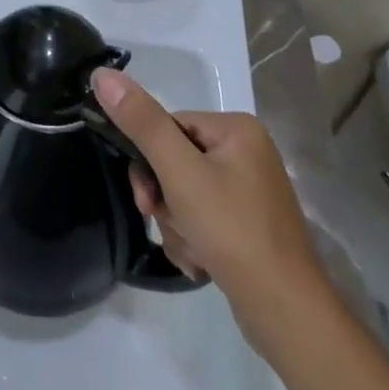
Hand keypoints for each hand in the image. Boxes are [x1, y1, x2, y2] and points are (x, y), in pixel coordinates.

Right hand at [93, 70, 324, 352]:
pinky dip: (194, 239)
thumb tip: (102, 75)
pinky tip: (202, 262)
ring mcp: (250, 191)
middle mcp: (247, 153)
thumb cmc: (233, 232)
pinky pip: (202, 218)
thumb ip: (141, 122)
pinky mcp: (248, 225)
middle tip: (168, 222)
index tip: (146, 198)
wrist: (286, 314)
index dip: (149, 161)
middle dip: (165, 199)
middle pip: (175, 162)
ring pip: (184, 194)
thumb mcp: (179, 172)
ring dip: (176, 224)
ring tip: (193, 251)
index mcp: (237, 129)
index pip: (169, 126)